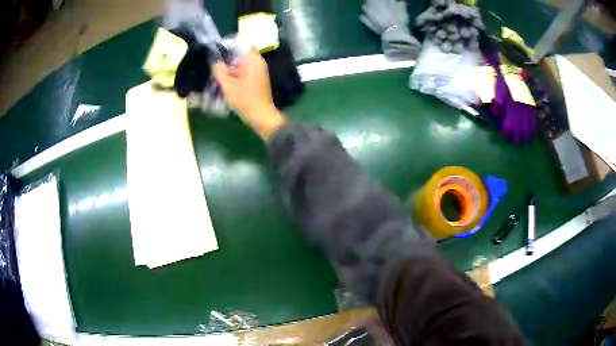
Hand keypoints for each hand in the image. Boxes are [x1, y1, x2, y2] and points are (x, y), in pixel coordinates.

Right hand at [212, 47, 285, 139]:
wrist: (261, 116)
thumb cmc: (245, 100)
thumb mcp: (228, 86)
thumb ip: (219, 71)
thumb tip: (215, 61)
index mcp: (253, 60)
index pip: (243, 43)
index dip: (230, 44)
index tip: (219, 50)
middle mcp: (258, 62)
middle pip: (241, 54)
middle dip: (229, 58)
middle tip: (216, 65)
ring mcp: (259, 71)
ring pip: (243, 63)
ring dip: (232, 67)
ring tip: (219, 74)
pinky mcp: (258, 79)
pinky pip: (245, 71)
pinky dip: (237, 73)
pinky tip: (228, 82)